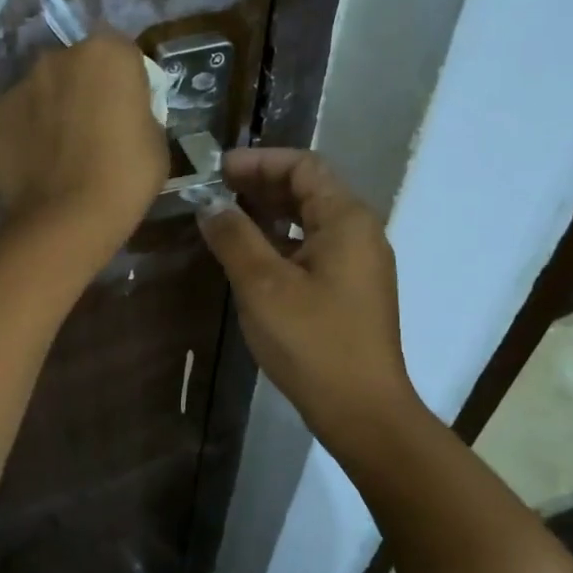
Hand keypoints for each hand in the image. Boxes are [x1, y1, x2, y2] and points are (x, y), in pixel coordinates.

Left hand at [0, 34, 168, 259]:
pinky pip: (19, 122)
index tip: (128, 111)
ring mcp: (19, 87)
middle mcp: (57, 57)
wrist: (68, 219)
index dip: (126, 82)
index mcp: (106, 53)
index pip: (122, 54)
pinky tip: (39, 168)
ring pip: (43, 92)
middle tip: (95, 130)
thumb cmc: (126, 176)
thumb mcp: (156, 139)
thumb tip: (122, 115)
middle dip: (85, 89)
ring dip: (52, 110)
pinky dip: (27, 137)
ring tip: (62, 153)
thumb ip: (139, 112)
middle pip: (77, 67)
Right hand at [198, 149, 417, 445]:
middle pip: (309, 190)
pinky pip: (314, 249)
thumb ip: (235, 237)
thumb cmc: (313, 341)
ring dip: (269, 214)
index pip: (304, 167)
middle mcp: (360, 233)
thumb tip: (209, 205)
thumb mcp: (263, 286)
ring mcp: (358, 264)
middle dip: (261, 185)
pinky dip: (281, 242)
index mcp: (347, 220)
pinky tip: (251, 258)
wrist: (362, 410)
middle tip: (214, 192)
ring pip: (310, 221)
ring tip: (225, 219)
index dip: (259, 161)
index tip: (217, 170)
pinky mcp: (351, 291)